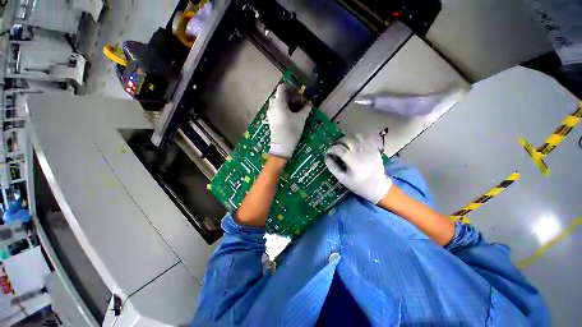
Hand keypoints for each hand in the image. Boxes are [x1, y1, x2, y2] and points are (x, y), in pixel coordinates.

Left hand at [267, 84, 310, 157]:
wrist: (281, 146)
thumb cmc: (291, 130)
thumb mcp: (301, 119)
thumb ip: (305, 110)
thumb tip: (309, 105)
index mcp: (279, 103)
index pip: (281, 88)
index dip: (290, 88)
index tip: (297, 93)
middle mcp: (272, 107)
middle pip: (278, 96)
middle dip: (287, 97)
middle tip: (296, 102)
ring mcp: (269, 114)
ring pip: (275, 104)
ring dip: (283, 104)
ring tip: (292, 110)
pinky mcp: (270, 121)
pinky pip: (274, 111)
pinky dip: (280, 110)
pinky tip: (287, 117)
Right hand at [324, 136, 391, 203]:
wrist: (377, 186)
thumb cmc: (358, 184)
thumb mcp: (342, 178)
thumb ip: (332, 167)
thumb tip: (326, 156)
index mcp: (353, 161)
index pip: (339, 148)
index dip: (331, 149)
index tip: (328, 153)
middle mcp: (361, 152)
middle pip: (346, 140)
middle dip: (337, 143)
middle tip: (335, 150)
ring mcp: (369, 148)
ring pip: (355, 136)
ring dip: (347, 139)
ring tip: (344, 146)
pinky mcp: (374, 147)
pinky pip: (364, 137)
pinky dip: (356, 139)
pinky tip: (354, 145)